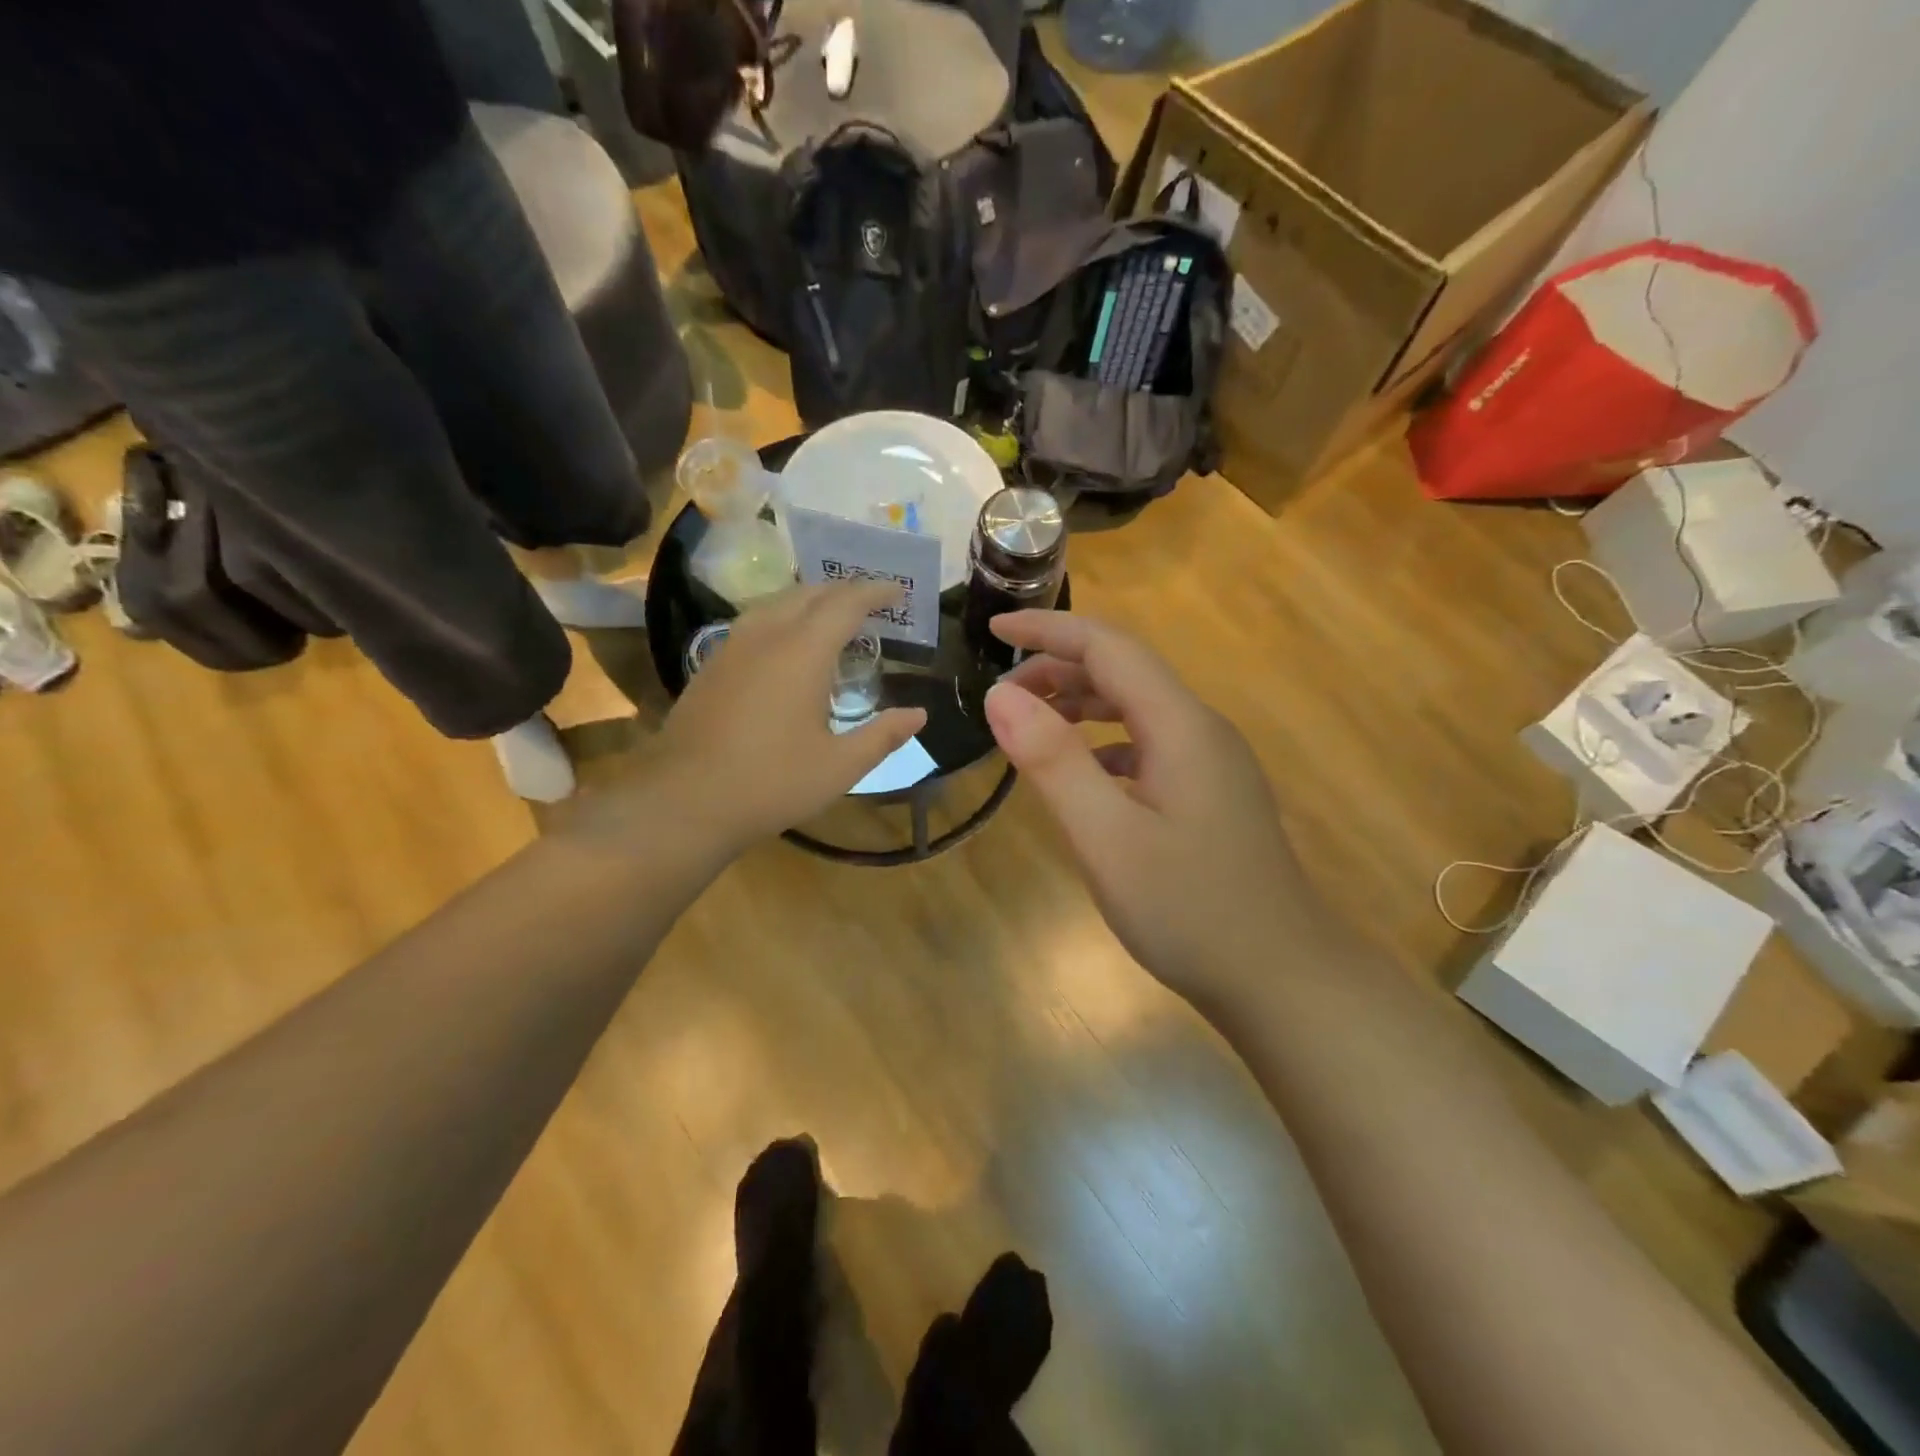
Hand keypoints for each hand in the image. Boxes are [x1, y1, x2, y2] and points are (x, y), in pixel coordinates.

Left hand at [650, 583, 926, 851]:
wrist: (684, 801)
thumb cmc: (772, 783)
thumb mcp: (839, 766)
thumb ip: (882, 736)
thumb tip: (918, 715)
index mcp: (802, 652)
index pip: (846, 604)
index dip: (875, 592)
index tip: (897, 590)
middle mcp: (766, 636)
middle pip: (809, 594)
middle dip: (843, 591)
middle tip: (871, 601)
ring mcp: (732, 648)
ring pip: (776, 603)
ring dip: (810, 601)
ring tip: (833, 617)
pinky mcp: (711, 665)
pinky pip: (755, 622)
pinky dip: (783, 618)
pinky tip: (787, 645)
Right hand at [984, 612, 1322, 1001]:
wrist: (1281, 979)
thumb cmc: (1190, 910)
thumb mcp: (1107, 838)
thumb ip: (1053, 763)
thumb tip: (1001, 696)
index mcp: (1180, 726)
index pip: (1110, 647)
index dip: (1049, 628)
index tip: (993, 625)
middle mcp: (1200, 730)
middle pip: (1124, 672)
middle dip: (1058, 668)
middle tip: (1000, 695)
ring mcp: (1210, 763)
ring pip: (1136, 708)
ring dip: (1080, 704)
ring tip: (1028, 725)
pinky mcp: (1209, 794)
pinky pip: (1147, 745)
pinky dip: (1103, 743)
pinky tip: (1080, 775)